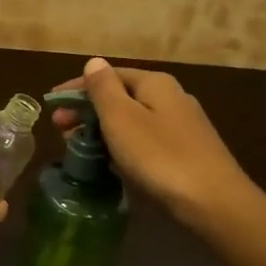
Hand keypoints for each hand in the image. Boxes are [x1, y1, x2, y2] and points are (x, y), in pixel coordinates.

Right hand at [50, 57, 251, 230]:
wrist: (214, 202)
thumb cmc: (159, 155)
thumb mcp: (121, 118)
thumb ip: (104, 88)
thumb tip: (94, 63)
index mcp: (155, 83)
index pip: (108, 75)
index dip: (76, 88)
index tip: (51, 105)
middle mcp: (171, 97)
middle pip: (120, 96)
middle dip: (88, 110)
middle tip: (61, 130)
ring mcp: (182, 126)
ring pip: (132, 120)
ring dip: (102, 129)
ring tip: (79, 148)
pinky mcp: (187, 152)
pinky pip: (145, 140)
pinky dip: (122, 145)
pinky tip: (112, 162)